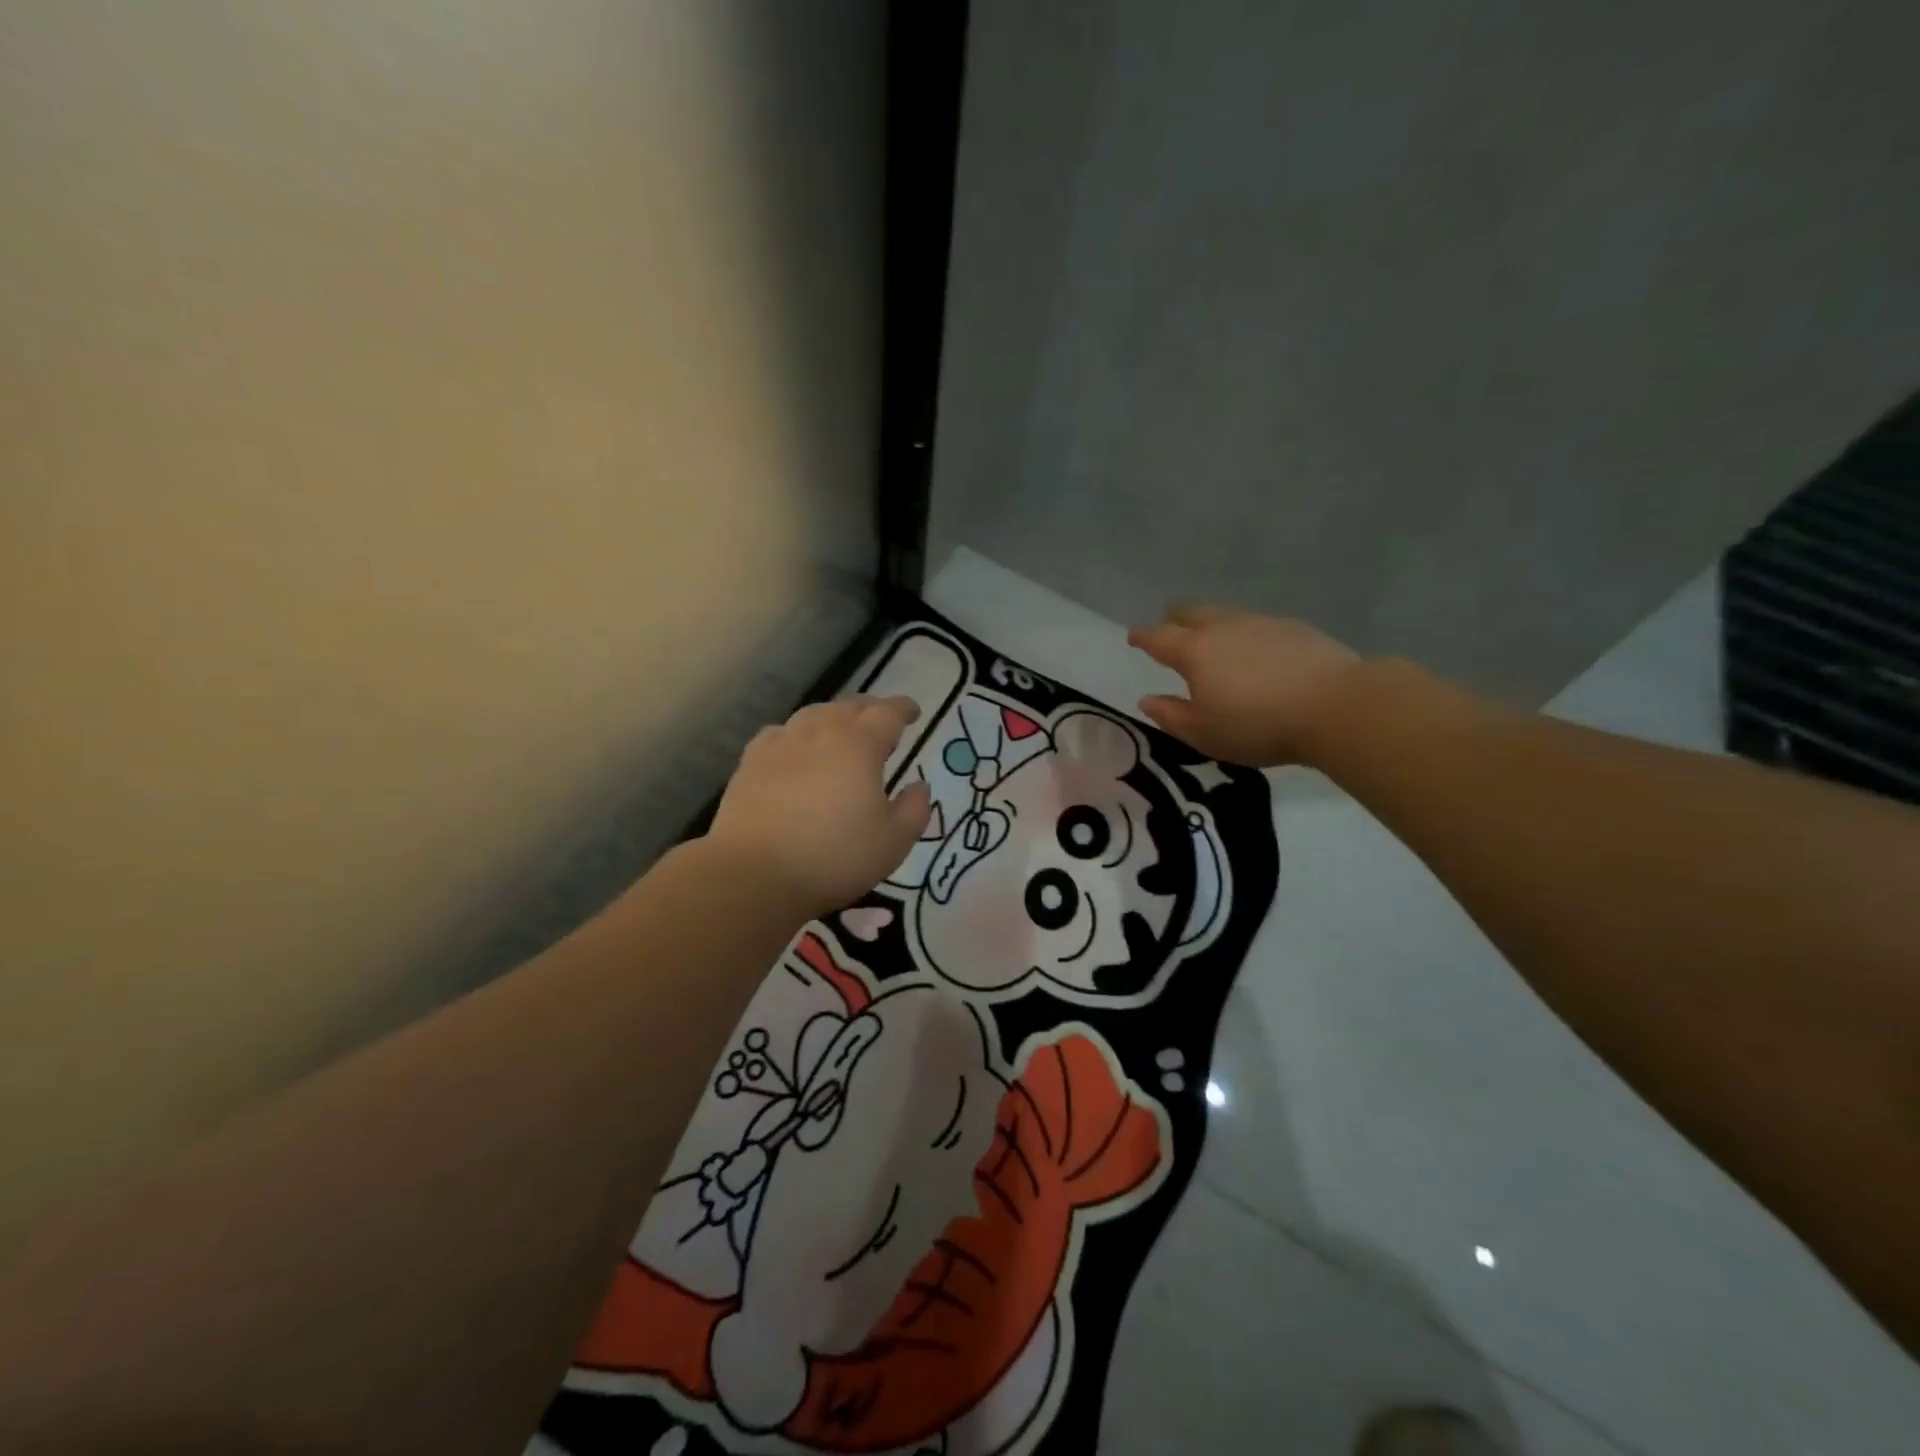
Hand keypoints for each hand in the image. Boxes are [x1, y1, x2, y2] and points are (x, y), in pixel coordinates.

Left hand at [706, 696, 932, 915]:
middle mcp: (820, 733)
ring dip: (833, 717)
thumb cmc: (833, 858)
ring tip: (840, 731)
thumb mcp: (892, 843)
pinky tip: (795, 748)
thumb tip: (919, 786)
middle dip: (870, 710)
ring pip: (812, 715)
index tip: (913, 712)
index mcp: (860, 746)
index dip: (902, 709)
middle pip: (849, 708)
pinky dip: (796, 734)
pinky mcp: (751, 762)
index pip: (887, 714)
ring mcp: (781, 744)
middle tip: (881, 722)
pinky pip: (780, 734)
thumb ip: (914, 810)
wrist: (754, 873)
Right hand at [1127, 604, 1362, 766]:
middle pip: (1190, 612)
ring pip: (1224, 615)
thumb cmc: (1258, 725)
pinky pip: (1256, 625)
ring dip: (1211, 625)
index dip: (1142, 637)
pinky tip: (1256, 654)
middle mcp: (1223, 628)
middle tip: (1170, 630)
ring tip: (1214, 643)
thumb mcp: (1204, 734)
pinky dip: (1245, 635)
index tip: (1133, 637)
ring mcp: (1261, 623)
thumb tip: (1147, 699)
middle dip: (1174, 619)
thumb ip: (1171, 716)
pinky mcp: (1294, 628)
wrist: (1336, 707)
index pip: (1158, 638)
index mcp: (1194, 652)